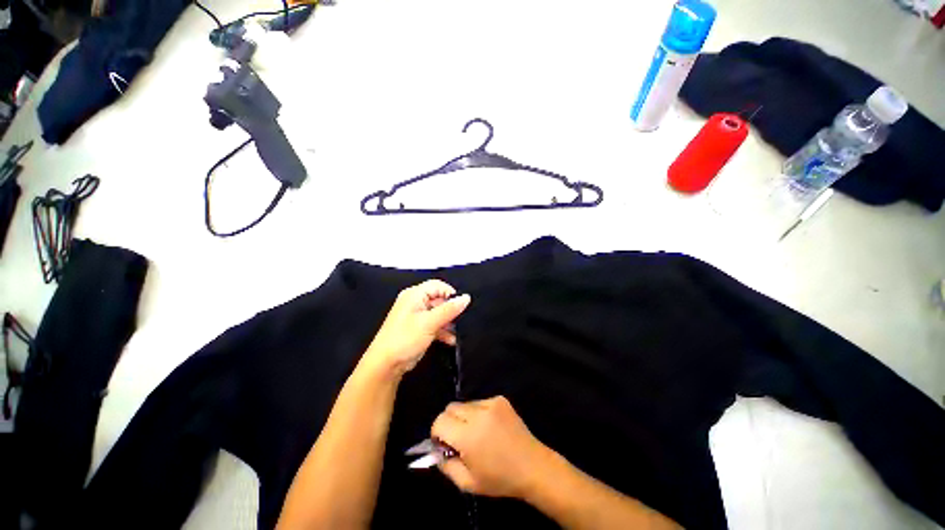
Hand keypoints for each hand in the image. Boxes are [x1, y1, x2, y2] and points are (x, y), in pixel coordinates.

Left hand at [363, 280, 470, 376]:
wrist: (386, 365)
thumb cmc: (404, 339)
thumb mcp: (430, 322)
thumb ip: (449, 309)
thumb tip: (466, 298)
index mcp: (414, 295)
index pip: (438, 285)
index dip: (450, 294)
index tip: (461, 306)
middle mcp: (415, 302)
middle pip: (439, 299)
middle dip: (450, 310)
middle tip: (460, 320)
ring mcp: (416, 316)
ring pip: (438, 313)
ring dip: (448, 322)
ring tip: (456, 332)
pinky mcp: (418, 328)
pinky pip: (434, 324)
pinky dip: (442, 330)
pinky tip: (450, 340)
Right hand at [431, 396, 549, 498]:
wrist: (533, 466)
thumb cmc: (500, 479)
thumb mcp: (467, 483)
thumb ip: (446, 465)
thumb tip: (435, 450)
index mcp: (468, 436)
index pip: (440, 422)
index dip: (437, 433)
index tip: (444, 445)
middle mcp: (478, 414)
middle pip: (450, 408)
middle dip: (449, 422)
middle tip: (458, 440)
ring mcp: (491, 403)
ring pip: (464, 404)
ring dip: (463, 417)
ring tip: (476, 434)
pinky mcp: (500, 399)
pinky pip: (479, 402)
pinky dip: (477, 413)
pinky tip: (489, 427)